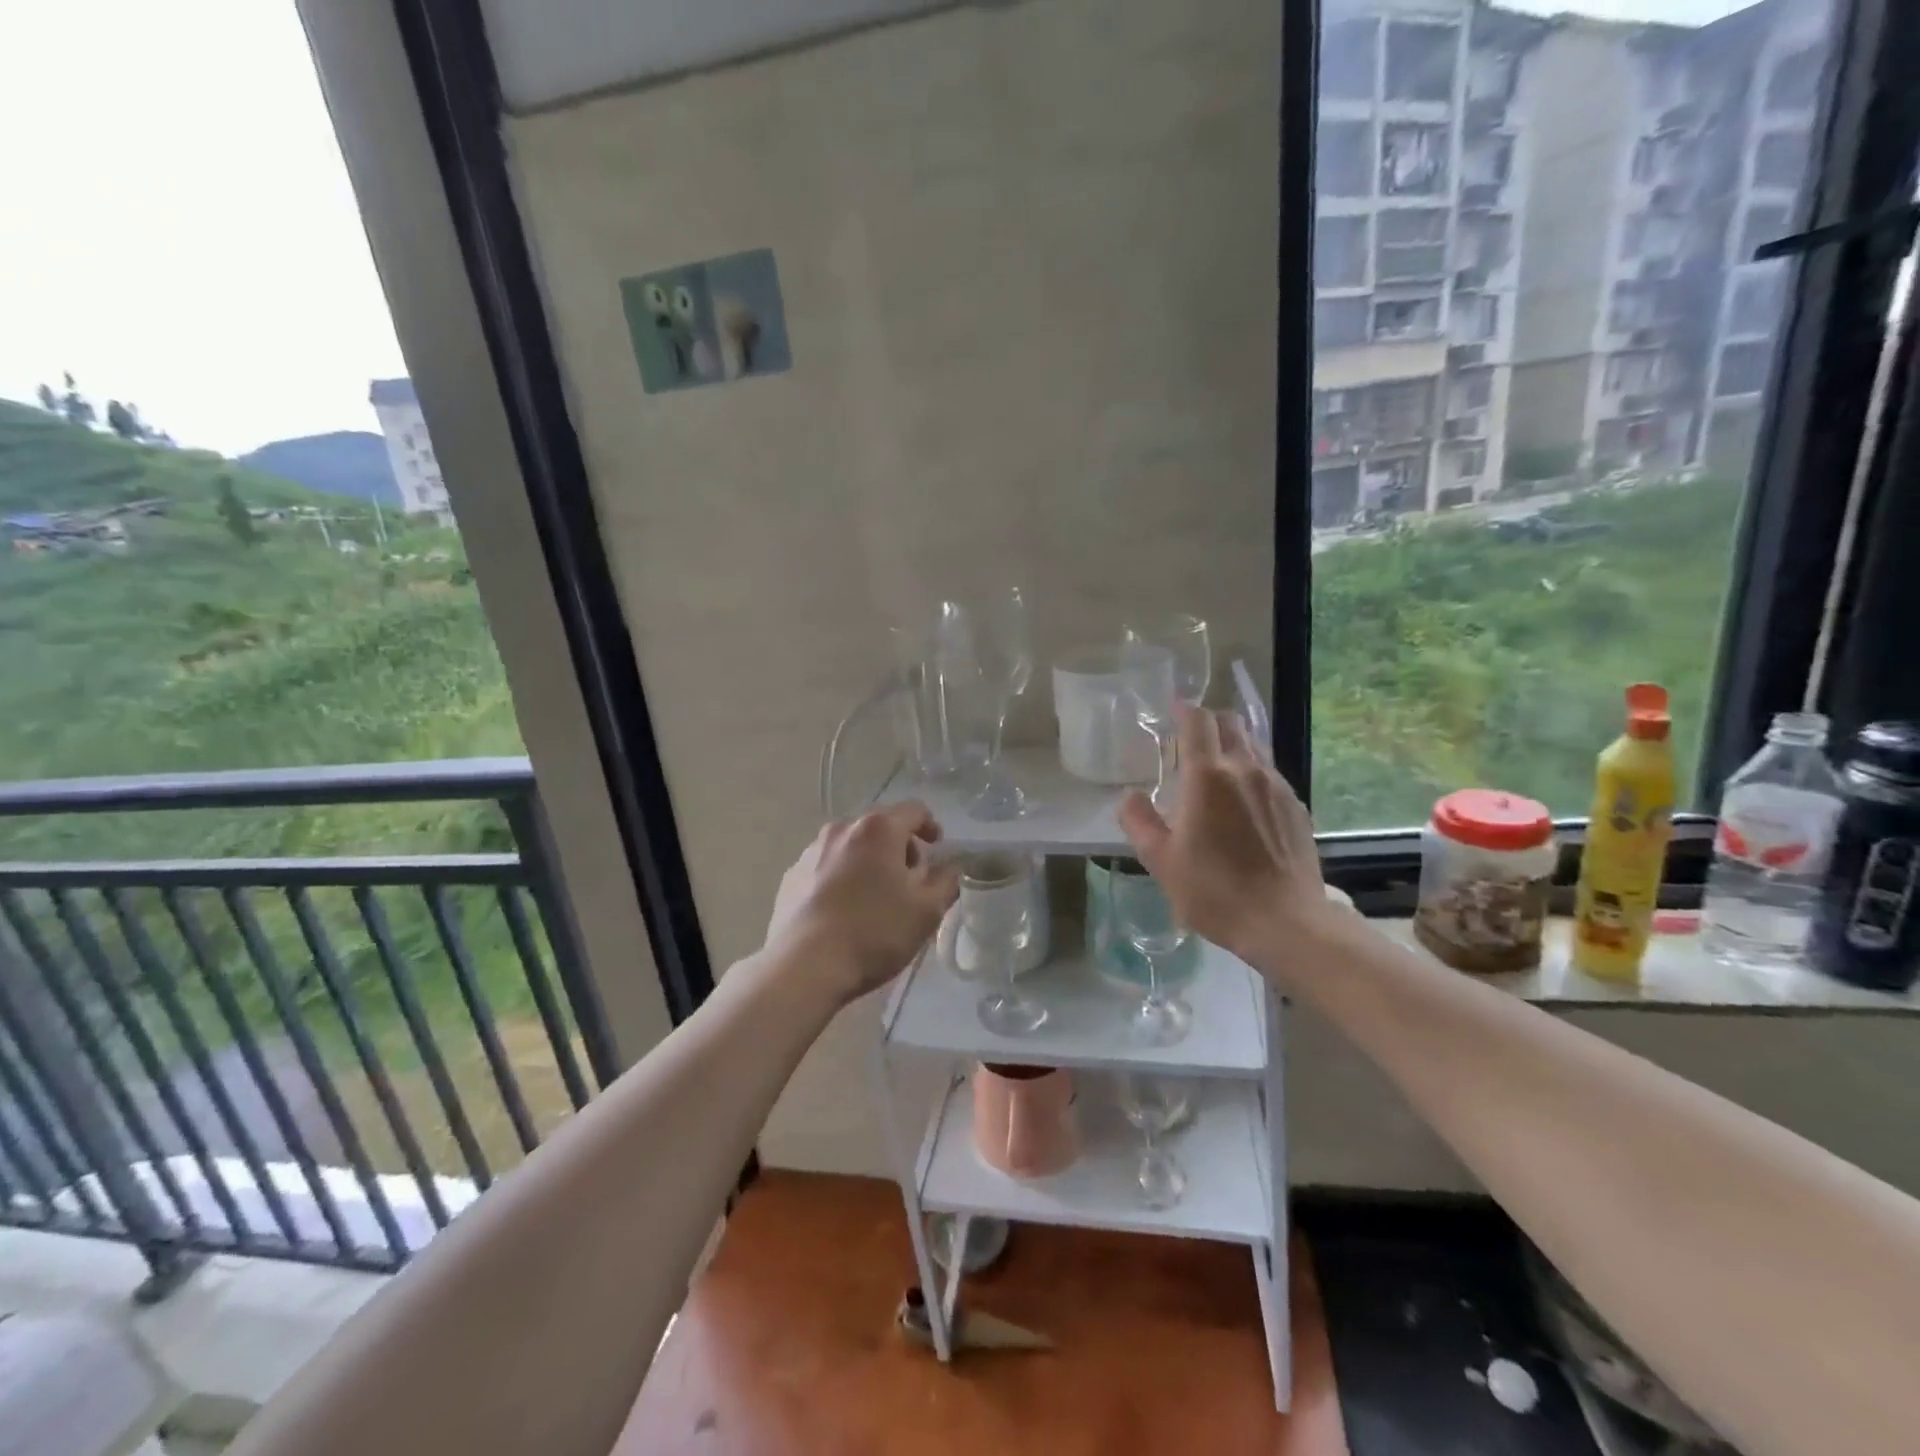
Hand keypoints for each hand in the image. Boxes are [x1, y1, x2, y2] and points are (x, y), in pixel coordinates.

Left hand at [765, 801, 960, 1004]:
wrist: (803, 966)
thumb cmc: (873, 932)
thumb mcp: (926, 912)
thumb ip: (945, 882)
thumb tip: (948, 868)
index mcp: (878, 829)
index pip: (914, 810)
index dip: (930, 826)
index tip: (937, 848)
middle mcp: (842, 829)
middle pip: (880, 827)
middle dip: (899, 847)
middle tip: (910, 880)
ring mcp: (811, 851)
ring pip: (851, 847)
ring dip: (868, 862)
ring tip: (875, 897)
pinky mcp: (790, 877)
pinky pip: (826, 867)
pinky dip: (841, 878)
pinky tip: (844, 911)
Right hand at [1119, 705, 1331, 962]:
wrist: (1286, 922)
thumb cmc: (1214, 891)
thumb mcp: (1161, 861)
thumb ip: (1140, 822)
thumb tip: (1130, 797)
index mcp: (1207, 776)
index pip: (1198, 721)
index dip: (1184, 708)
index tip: (1173, 707)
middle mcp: (1246, 770)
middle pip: (1231, 723)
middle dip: (1210, 721)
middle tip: (1191, 738)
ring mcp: (1277, 787)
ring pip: (1254, 746)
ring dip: (1233, 745)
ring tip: (1216, 769)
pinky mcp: (1297, 807)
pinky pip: (1270, 774)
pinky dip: (1252, 773)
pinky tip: (1244, 802)